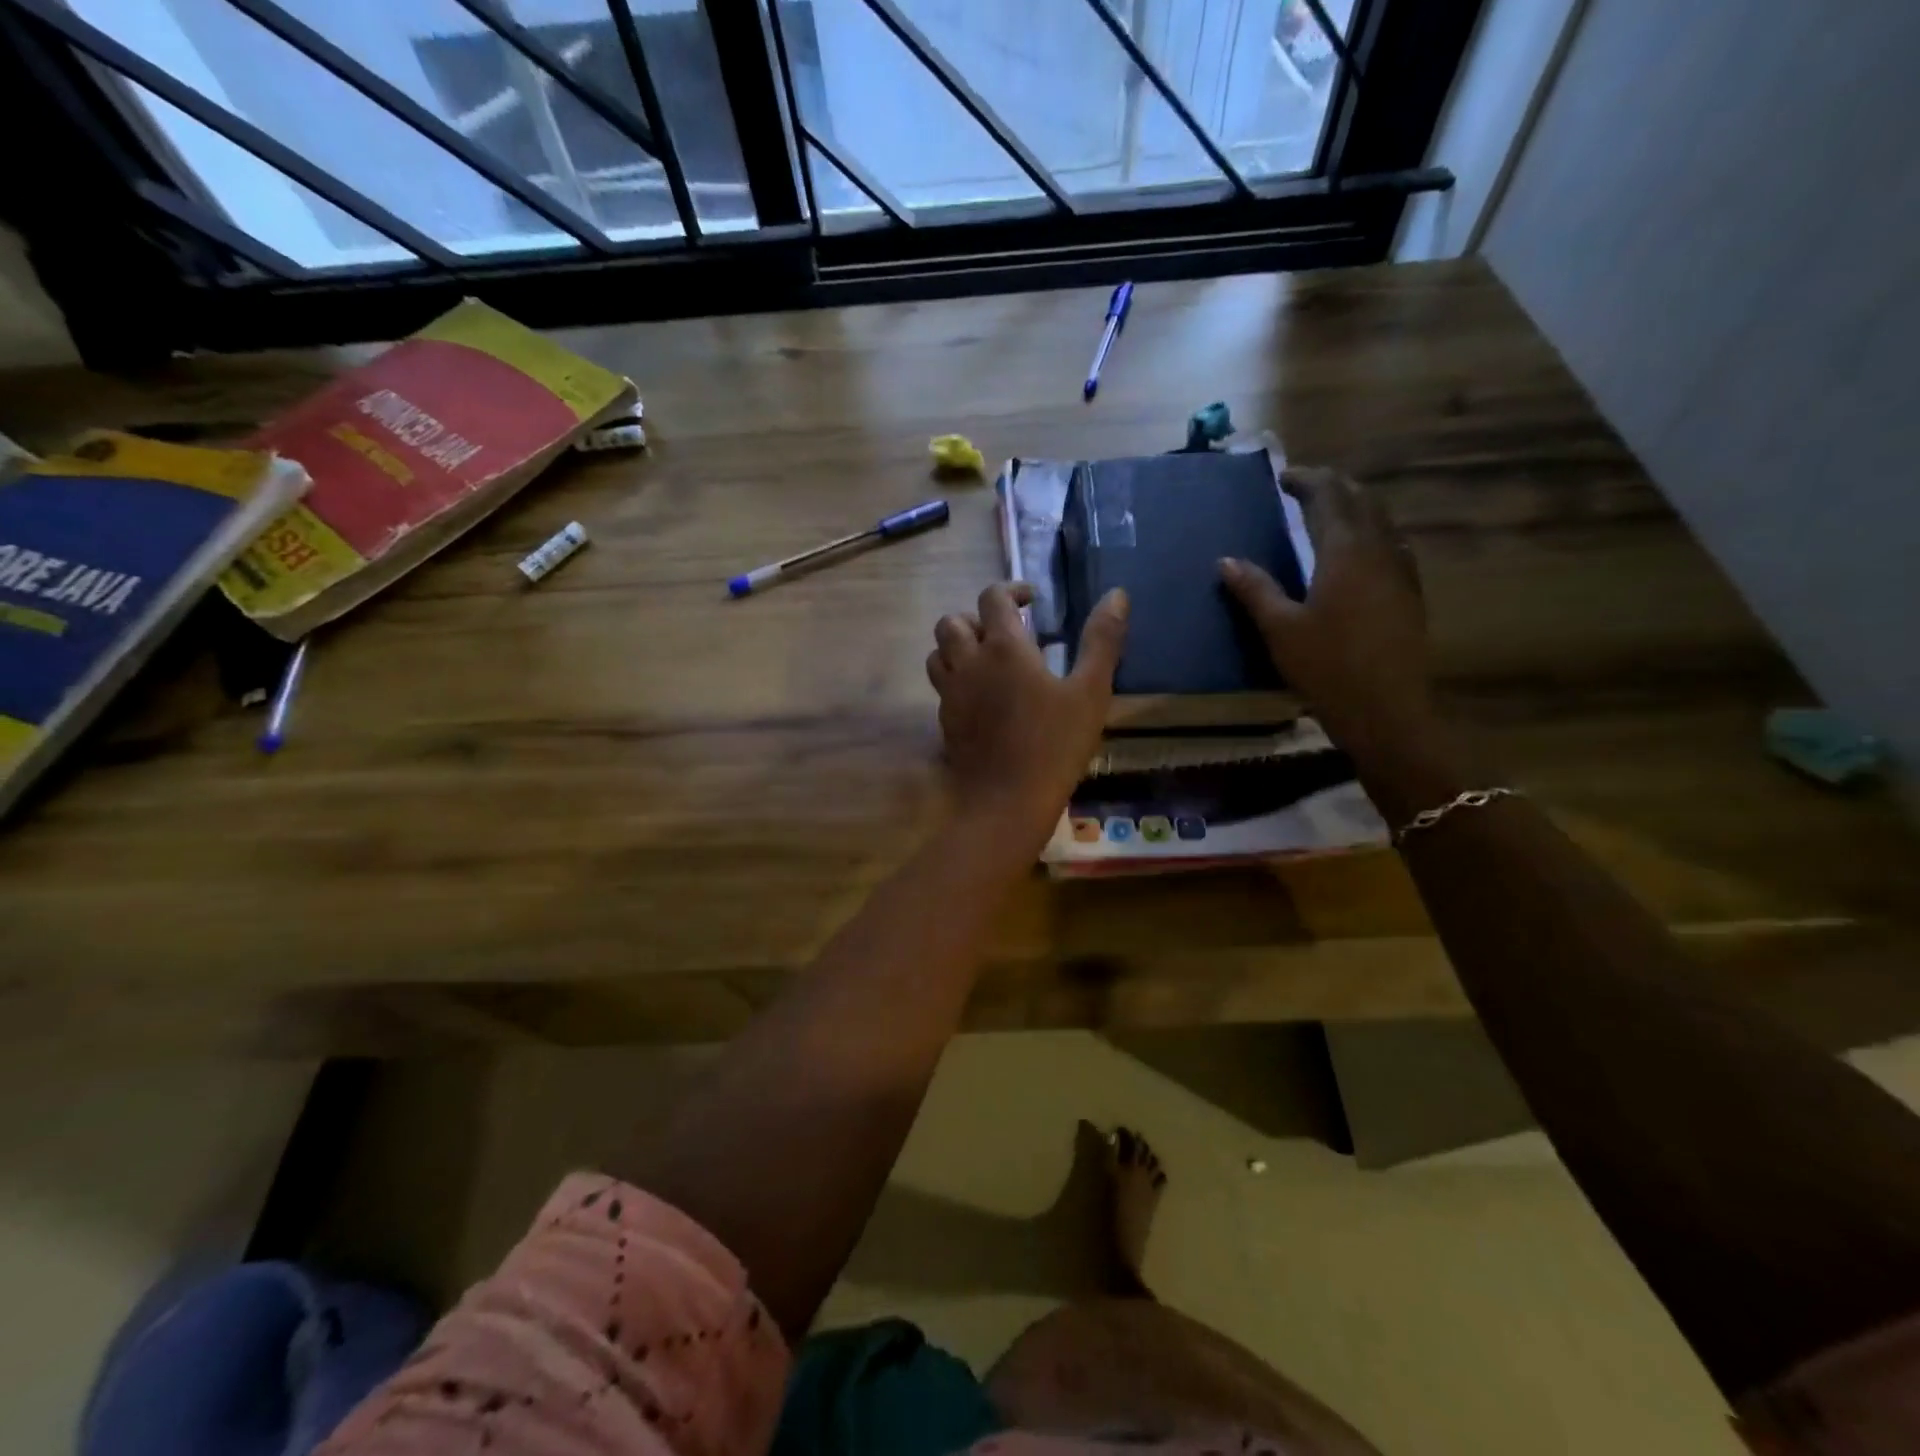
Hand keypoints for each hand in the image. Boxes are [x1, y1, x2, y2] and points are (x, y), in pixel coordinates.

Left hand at [926, 582, 1128, 847]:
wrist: (1006, 802)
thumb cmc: (1055, 746)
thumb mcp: (1090, 692)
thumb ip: (1102, 640)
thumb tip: (1117, 595)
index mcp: (1003, 648)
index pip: (993, 597)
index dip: (1011, 590)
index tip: (1032, 601)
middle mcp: (968, 664)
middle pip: (951, 622)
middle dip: (976, 618)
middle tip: (1006, 634)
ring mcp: (950, 694)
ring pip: (938, 653)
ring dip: (958, 647)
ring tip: (988, 661)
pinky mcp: (945, 722)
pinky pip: (942, 688)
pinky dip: (957, 680)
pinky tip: (983, 699)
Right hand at [1219, 467, 1433, 767]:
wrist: (1386, 710)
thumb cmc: (1327, 667)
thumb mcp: (1280, 629)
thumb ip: (1255, 589)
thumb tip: (1227, 560)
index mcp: (1346, 551)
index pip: (1329, 496)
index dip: (1307, 481)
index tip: (1284, 478)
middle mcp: (1380, 550)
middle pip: (1361, 500)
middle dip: (1334, 486)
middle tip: (1305, 486)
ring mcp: (1401, 571)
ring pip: (1381, 520)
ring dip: (1355, 506)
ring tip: (1329, 511)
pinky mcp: (1409, 593)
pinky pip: (1391, 544)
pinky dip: (1370, 532)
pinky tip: (1359, 551)